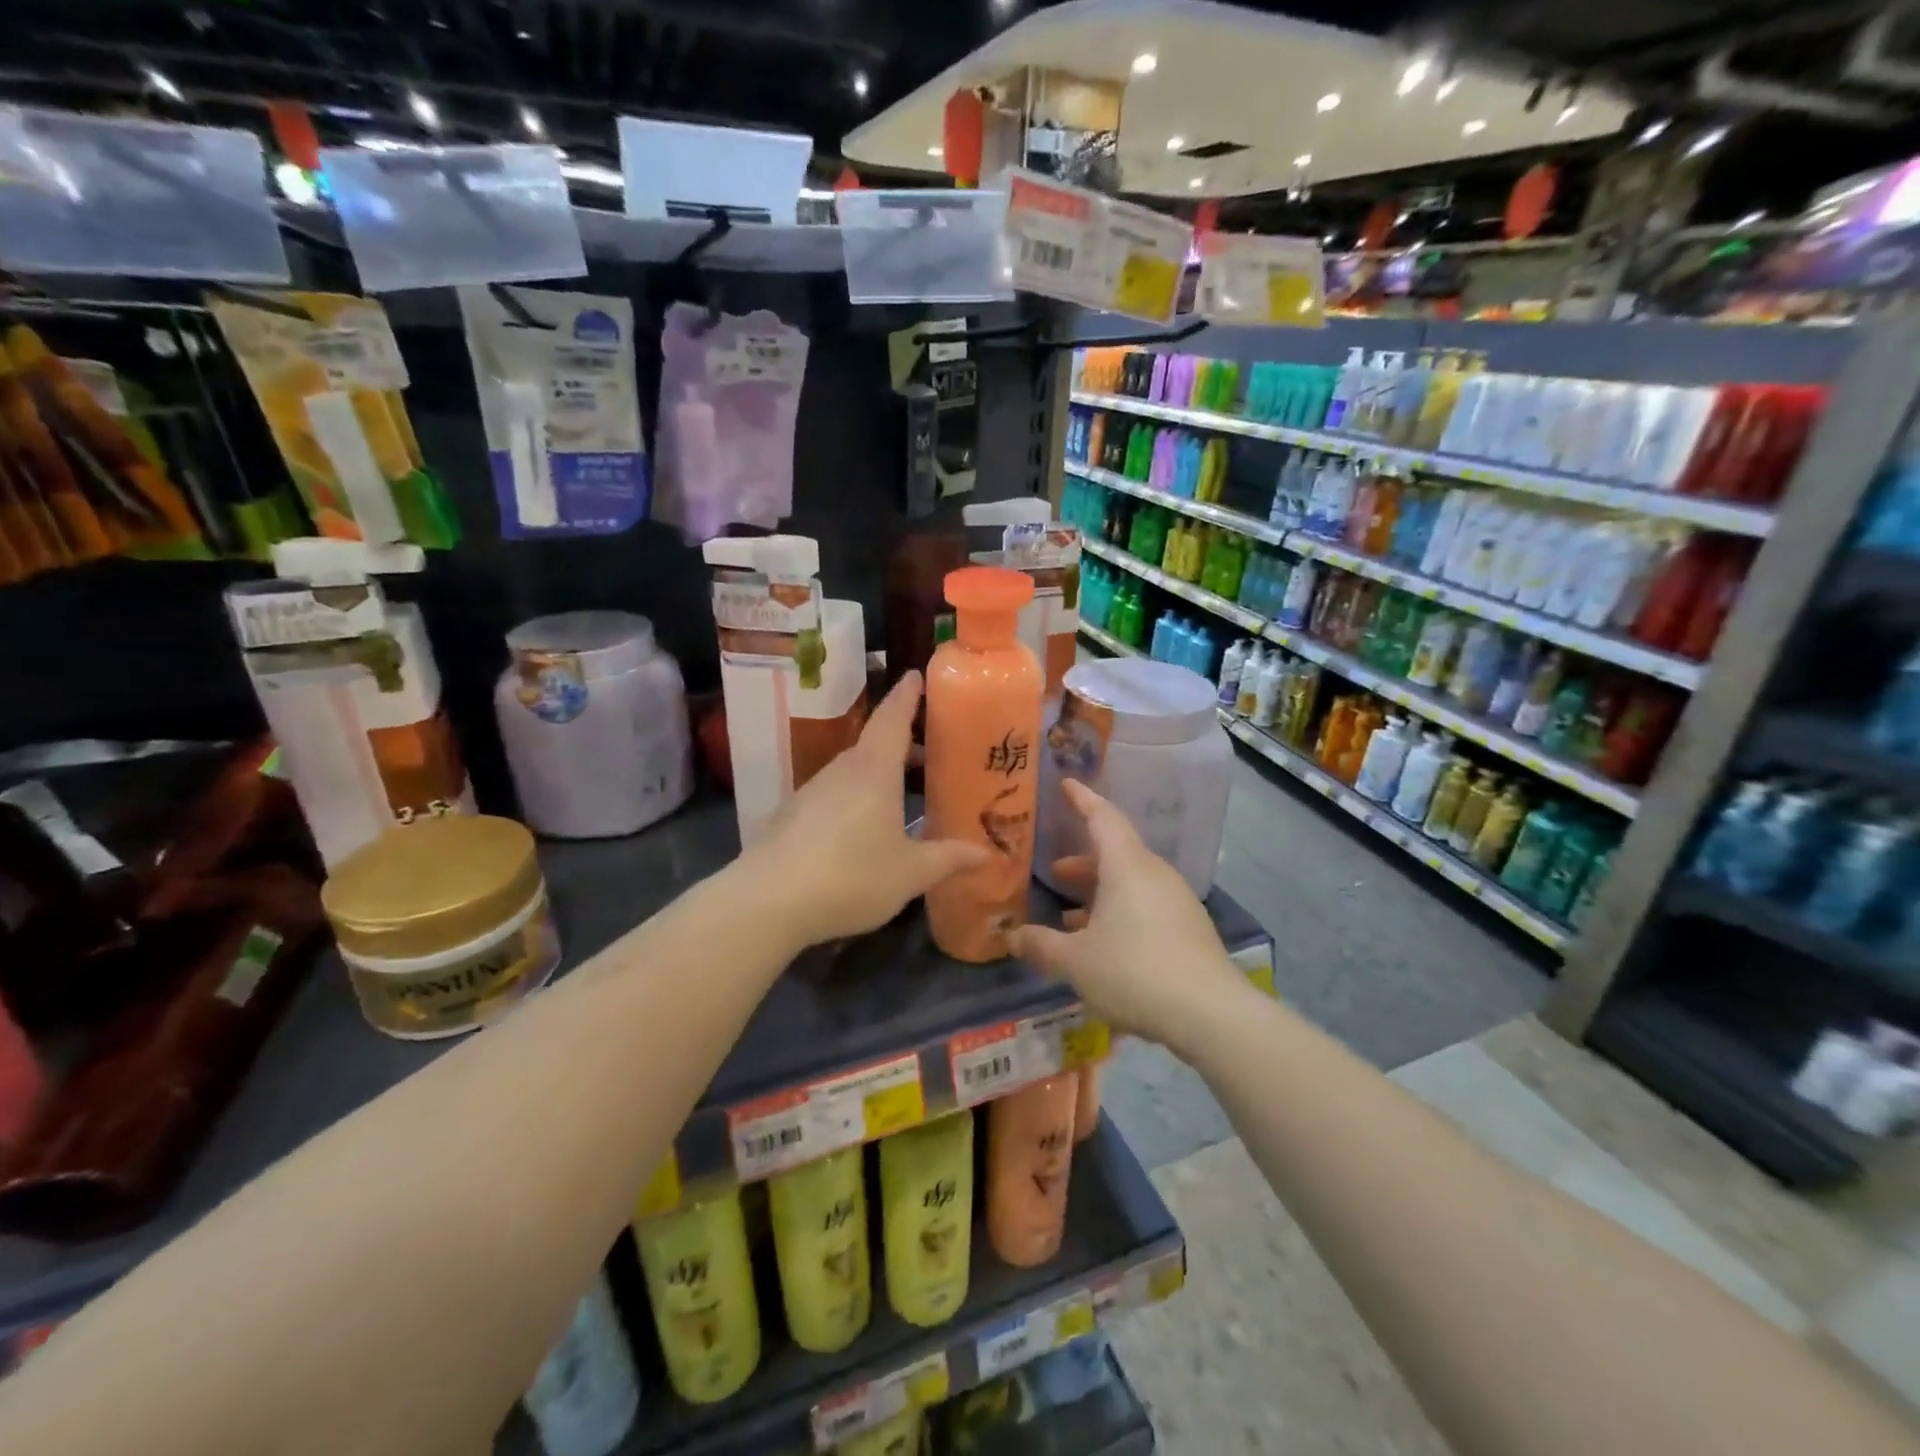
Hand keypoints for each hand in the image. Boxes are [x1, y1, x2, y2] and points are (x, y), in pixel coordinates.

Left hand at [745, 672, 989, 948]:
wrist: (768, 902)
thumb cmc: (852, 877)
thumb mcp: (910, 873)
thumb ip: (948, 859)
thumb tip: (986, 853)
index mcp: (874, 770)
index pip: (893, 718)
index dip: (907, 695)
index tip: (916, 675)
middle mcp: (842, 770)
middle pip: (875, 744)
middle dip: (902, 744)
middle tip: (929, 754)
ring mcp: (810, 791)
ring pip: (852, 771)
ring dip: (878, 774)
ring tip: (901, 796)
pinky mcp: (790, 815)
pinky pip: (831, 795)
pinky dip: (854, 798)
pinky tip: (859, 830)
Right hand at [1012, 781, 1246, 1054]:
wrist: (1212, 1015)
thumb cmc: (1135, 972)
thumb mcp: (1076, 962)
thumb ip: (1041, 945)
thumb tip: (1011, 936)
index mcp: (1127, 866)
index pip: (1103, 817)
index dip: (1082, 799)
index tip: (1066, 784)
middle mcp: (1154, 875)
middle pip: (1115, 853)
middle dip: (1083, 861)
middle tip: (1054, 872)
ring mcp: (1176, 901)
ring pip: (1130, 882)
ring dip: (1099, 892)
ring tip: (1070, 916)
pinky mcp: (1188, 929)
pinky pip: (1146, 905)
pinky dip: (1119, 911)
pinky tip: (1102, 944)